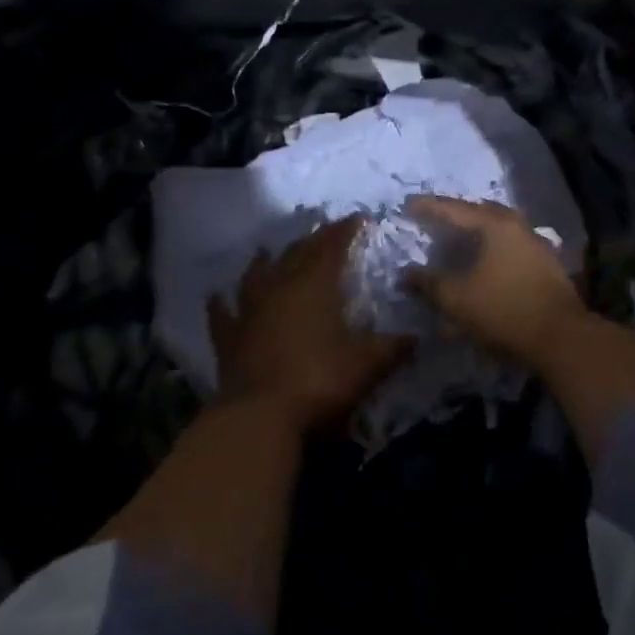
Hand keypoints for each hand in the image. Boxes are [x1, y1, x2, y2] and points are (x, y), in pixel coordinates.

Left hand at [210, 218, 411, 434]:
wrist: (262, 415)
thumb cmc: (320, 381)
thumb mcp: (368, 365)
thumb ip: (393, 347)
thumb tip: (417, 336)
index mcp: (314, 285)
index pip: (332, 246)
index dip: (345, 230)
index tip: (358, 219)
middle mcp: (279, 287)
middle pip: (295, 254)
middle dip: (312, 241)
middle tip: (324, 235)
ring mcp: (248, 310)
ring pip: (255, 274)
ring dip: (264, 261)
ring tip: (268, 251)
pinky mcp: (228, 337)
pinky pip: (221, 312)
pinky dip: (220, 302)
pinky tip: (216, 295)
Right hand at [403, 195, 587, 368]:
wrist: (561, 338)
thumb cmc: (503, 311)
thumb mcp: (456, 299)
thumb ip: (428, 283)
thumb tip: (406, 273)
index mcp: (495, 225)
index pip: (454, 209)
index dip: (428, 207)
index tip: (407, 205)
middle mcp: (518, 227)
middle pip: (481, 213)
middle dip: (456, 215)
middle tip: (435, 219)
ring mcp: (537, 245)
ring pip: (499, 230)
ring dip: (476, 233)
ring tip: (458, 241)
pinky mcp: (546, 266)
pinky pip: (511, 247)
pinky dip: (492, 250)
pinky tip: (484, 264)